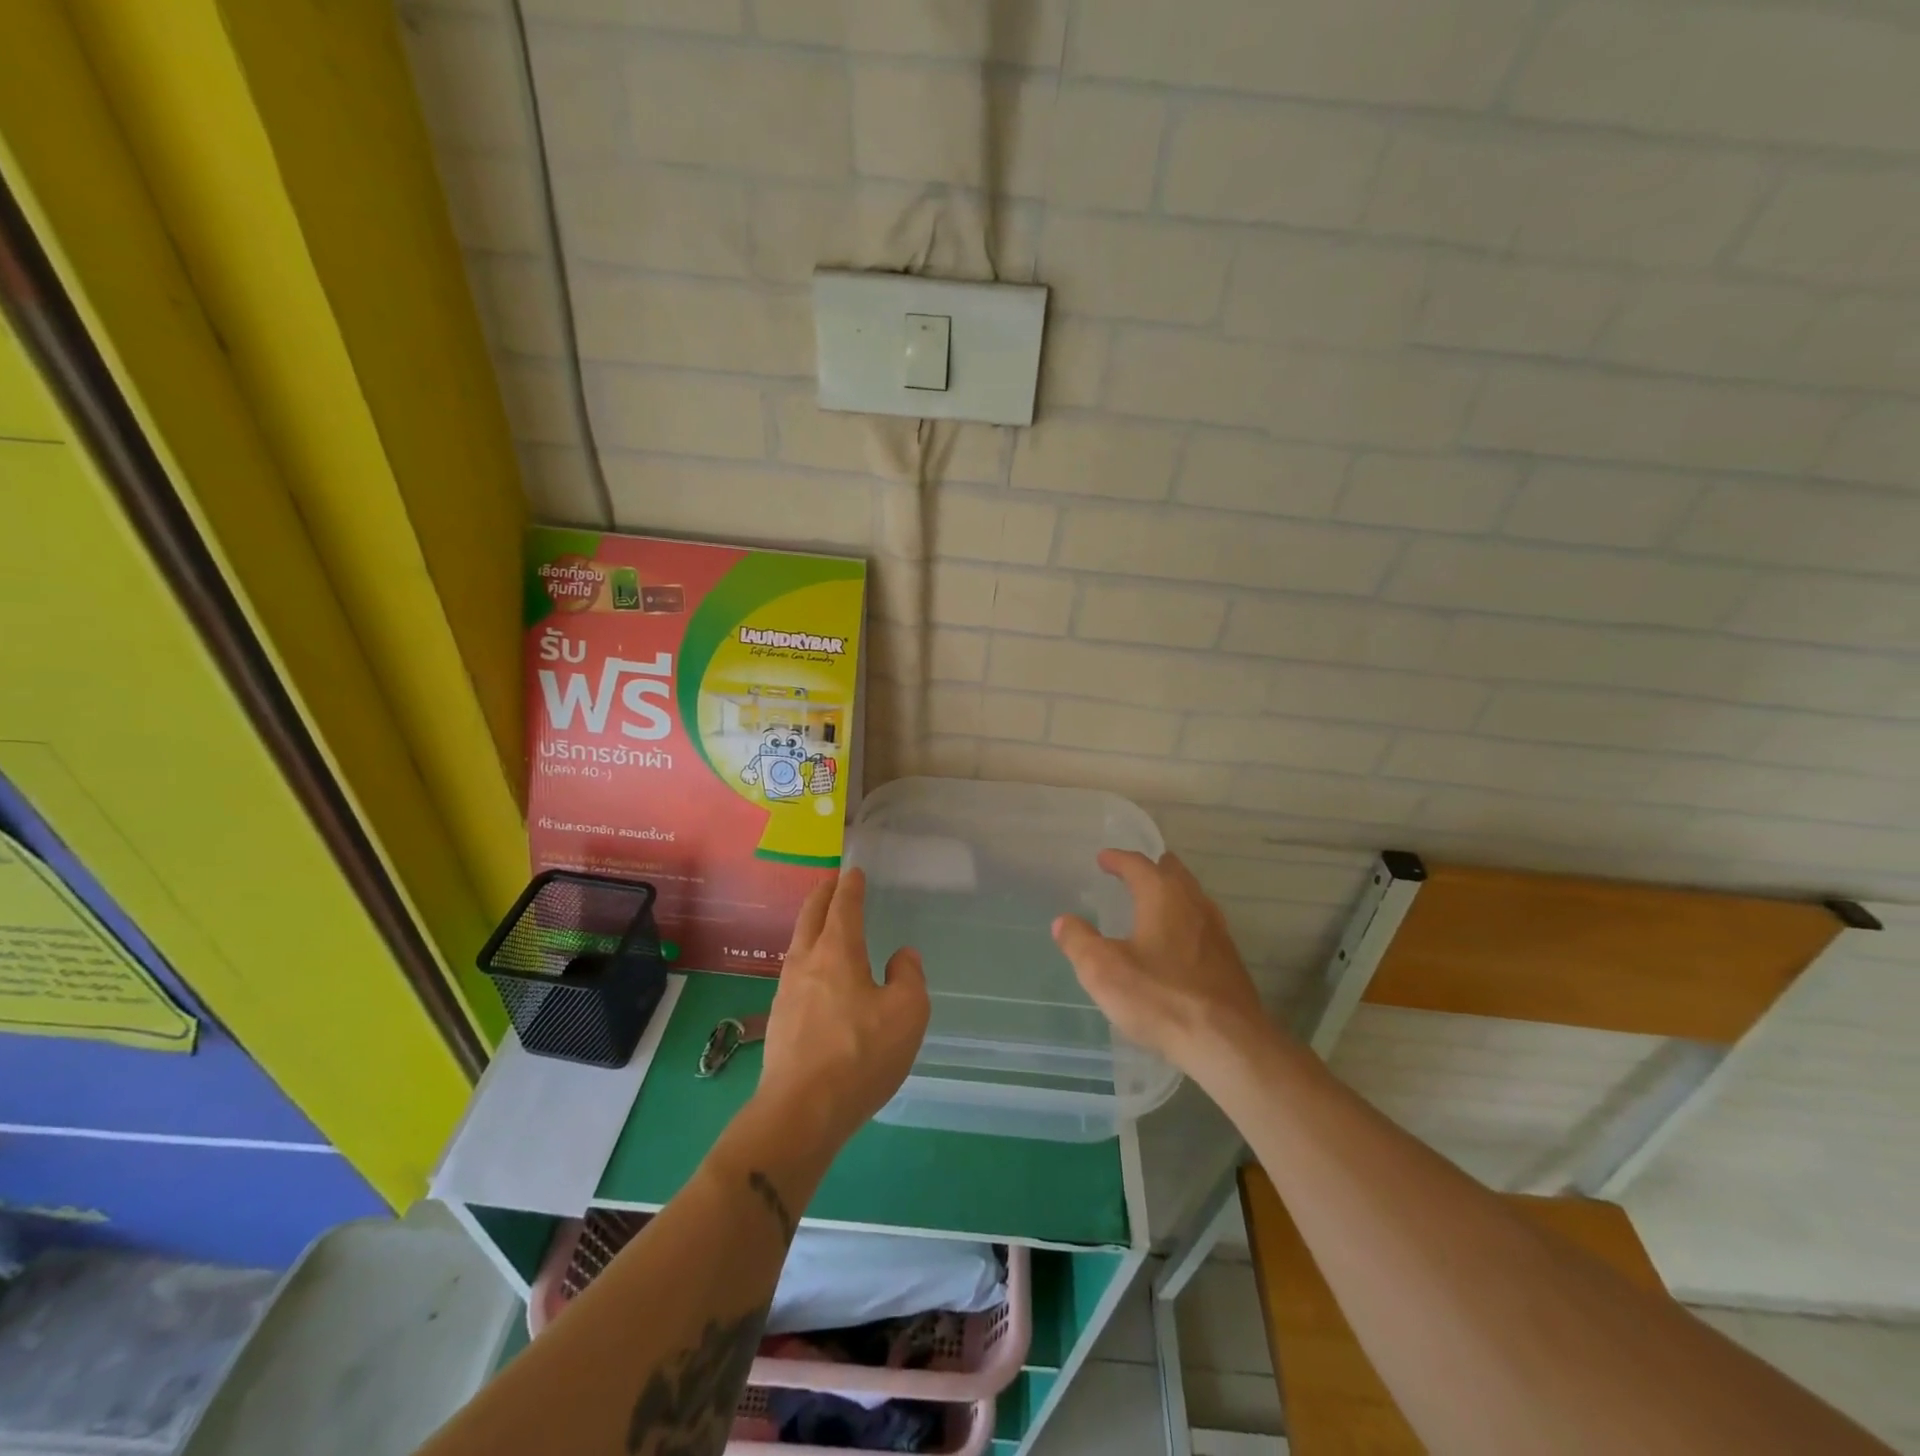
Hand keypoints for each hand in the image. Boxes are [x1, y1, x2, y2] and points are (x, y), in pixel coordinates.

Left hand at [756, 869, 929, 1148]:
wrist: (801, 1111)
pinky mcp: (778, 1020)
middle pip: (810, 916)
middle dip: (822, 895)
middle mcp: (806, 962)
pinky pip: (794, 972)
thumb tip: (901, 956)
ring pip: (798, 943)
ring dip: (811, 925)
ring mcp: (786, 991)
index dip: (850, 886)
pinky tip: (816, 975)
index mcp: (838, 951)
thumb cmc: (860, 1054)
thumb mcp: (907, 1013)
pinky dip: (807, 957)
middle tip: (831, 882)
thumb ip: (908, 976)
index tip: (853, 872)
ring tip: (823, 924)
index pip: (843, 906)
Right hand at [1052, 850, 1268, 1069]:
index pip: (1138, 865)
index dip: (1118, 859)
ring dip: (1173, 892)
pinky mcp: (1230, 959)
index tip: (1103, 858)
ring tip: (1155, 902)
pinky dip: (1187, 919)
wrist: (1227, 1043)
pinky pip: (1204, 924)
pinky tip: (1179, 941)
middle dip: (1152, 868)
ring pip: (1193, 897)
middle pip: (1173, 873)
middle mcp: (1193, 904)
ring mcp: (1217, 931)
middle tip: (1133, 872)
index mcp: (1162, 896)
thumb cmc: (1160, 998)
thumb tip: (1064, 921)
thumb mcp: (1102, 971)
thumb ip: (1079, 941)